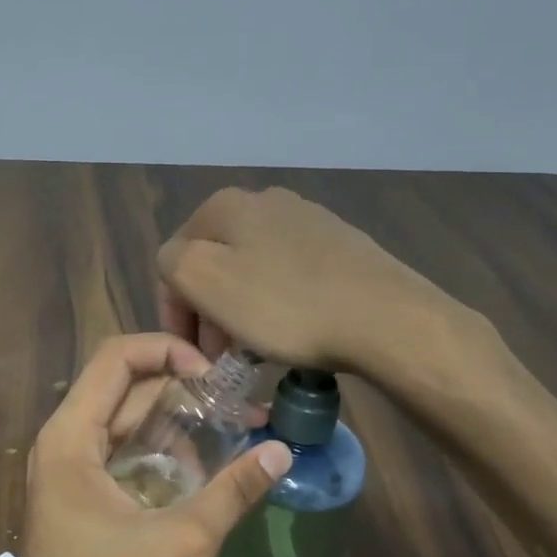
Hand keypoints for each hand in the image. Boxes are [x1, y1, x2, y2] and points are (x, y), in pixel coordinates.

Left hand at [3, 333, 291, 556]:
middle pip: (125, 389)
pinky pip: (121, 455)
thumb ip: (232, 492)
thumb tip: (281, 451)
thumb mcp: (182, 543)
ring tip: (234, 435)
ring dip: (176, 424)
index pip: (117, 358)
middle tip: (241, 406)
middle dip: (183, 390)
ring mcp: (67, 471)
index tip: (216, 375)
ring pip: (125, 423)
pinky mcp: (78, 497)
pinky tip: (203, 472)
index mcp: (71, 437)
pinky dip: (160, 453)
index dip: (168, 350)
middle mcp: (63, 443)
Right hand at [157, 186, 491, 385]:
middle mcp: (264, 200)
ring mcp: (307, 219)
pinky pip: (287, 275)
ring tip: (252, 349)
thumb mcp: (204, 280)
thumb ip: (172, 263)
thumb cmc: (284, 305)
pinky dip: (276, 303)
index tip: (192, 354)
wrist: (384, 317)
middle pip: (214, 263)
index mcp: (224, 205)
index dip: (175, 312)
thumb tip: (180, 264)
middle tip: (220, 356)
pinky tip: (290, 330)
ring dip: (240, 309)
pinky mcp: (339, 244)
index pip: (174, 260)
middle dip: (208, 310)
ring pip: (250, 269)